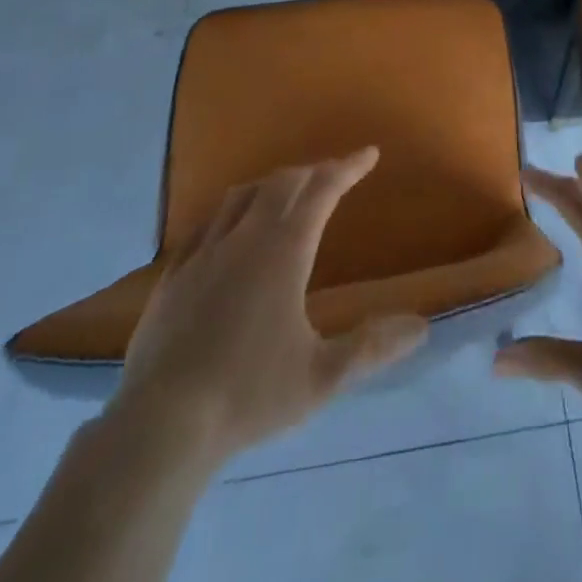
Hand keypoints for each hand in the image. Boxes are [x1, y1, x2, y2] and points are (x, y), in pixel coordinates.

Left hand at [107, 148, 427, 463]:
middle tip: (333, 174)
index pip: (323, 190)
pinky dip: (230, 212)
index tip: (369, 154)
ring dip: (271, 184)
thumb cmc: (249, 395)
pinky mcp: (173, 276)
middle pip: (282, 183)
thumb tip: (422, 326)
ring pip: (241, 196)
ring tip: (286, 192)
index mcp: (284, 250)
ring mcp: (203, 253)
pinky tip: (229, 230)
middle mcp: (245, 238)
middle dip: (313, 171)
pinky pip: (206, 224)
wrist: (160, 427)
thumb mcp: (322, 377)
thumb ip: (372, 347)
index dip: (348, 168)